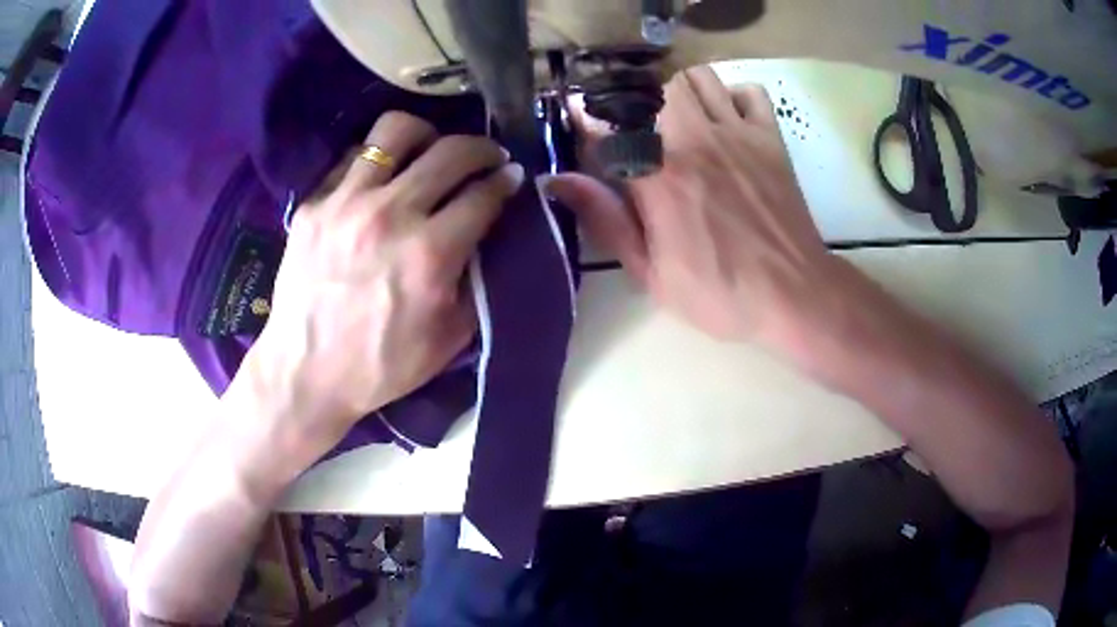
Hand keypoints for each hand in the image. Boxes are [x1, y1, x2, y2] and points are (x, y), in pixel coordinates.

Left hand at [239, 111, 523, 455]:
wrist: (306, 372)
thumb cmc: (382, 364)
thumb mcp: (449, 337)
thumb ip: (479, 282)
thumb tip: (493, 236)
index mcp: (430, 253)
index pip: (484, 194)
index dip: (507, 181)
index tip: (513, 177)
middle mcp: (390, 214)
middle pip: (451, 151)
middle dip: (482, 149)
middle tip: (487, 158)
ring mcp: (346, 202)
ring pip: (397, 131)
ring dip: (428, 135)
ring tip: (431, 151)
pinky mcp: (314, 204)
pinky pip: (353, 157)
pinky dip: (379, 160)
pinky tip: (383, 178)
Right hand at [550, 66, 840, 352]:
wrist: (793, 296)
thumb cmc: (720, 293)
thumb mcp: (650, 272)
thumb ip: (605, 220)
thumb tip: (558, 180)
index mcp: (657, 177)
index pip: (607, 125)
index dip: (588, 121)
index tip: (584, 128)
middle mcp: (693, 140)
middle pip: (653, 87)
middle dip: (637, 104)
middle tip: (639, 131)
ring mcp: (737, 134)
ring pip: (698, 77)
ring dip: (681, 93)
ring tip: (681, 122)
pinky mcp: (770, 138)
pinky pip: (749, 91)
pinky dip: (734, 97)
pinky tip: (728, 123)